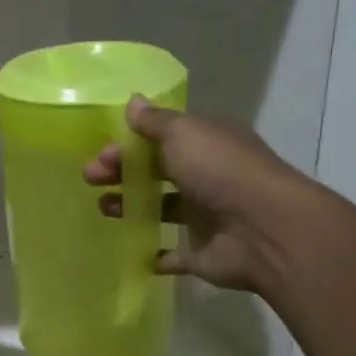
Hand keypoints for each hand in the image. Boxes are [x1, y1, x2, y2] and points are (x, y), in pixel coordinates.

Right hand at [84, 98, 310, 293]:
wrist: (265, 230)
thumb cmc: (220, 171)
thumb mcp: (183, 134)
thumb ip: (154, 121)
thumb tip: (133, 100)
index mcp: (206, 143)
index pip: (160, 138)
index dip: (128, 144)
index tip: (101, 154)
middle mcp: (208, 175)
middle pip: (156, 171)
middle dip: (121, 173)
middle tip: (90, 179)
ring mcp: (207, 216)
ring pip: (162, 208)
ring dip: (131, 206)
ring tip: (104, 209)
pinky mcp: (203, 253)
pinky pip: (174, 254)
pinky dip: (155, 254)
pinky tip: (133, 250)